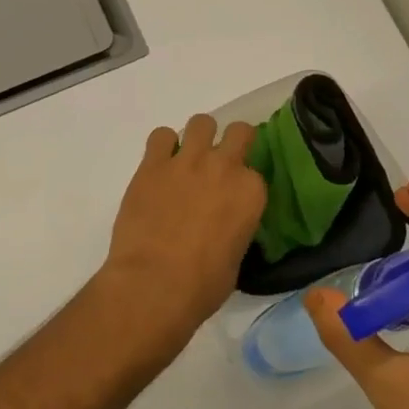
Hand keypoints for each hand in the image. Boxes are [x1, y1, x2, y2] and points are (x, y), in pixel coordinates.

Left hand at [93, 114, 266, 361]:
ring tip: (187, 159)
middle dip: (232, 142)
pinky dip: (162, 146)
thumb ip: (236, 229)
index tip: (233, 196)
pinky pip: (161, 136)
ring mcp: (187, 161)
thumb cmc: (202, 285)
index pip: (255, 172)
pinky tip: (159, 165)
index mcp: (251, 192)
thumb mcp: (236, 258)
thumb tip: (224, 227)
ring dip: (198, 137)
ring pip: (201, 123)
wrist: (154, 284)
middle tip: (218, 163)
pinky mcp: (152, 164)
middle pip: (238, 131)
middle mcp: (224, 167)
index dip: (243, 183)